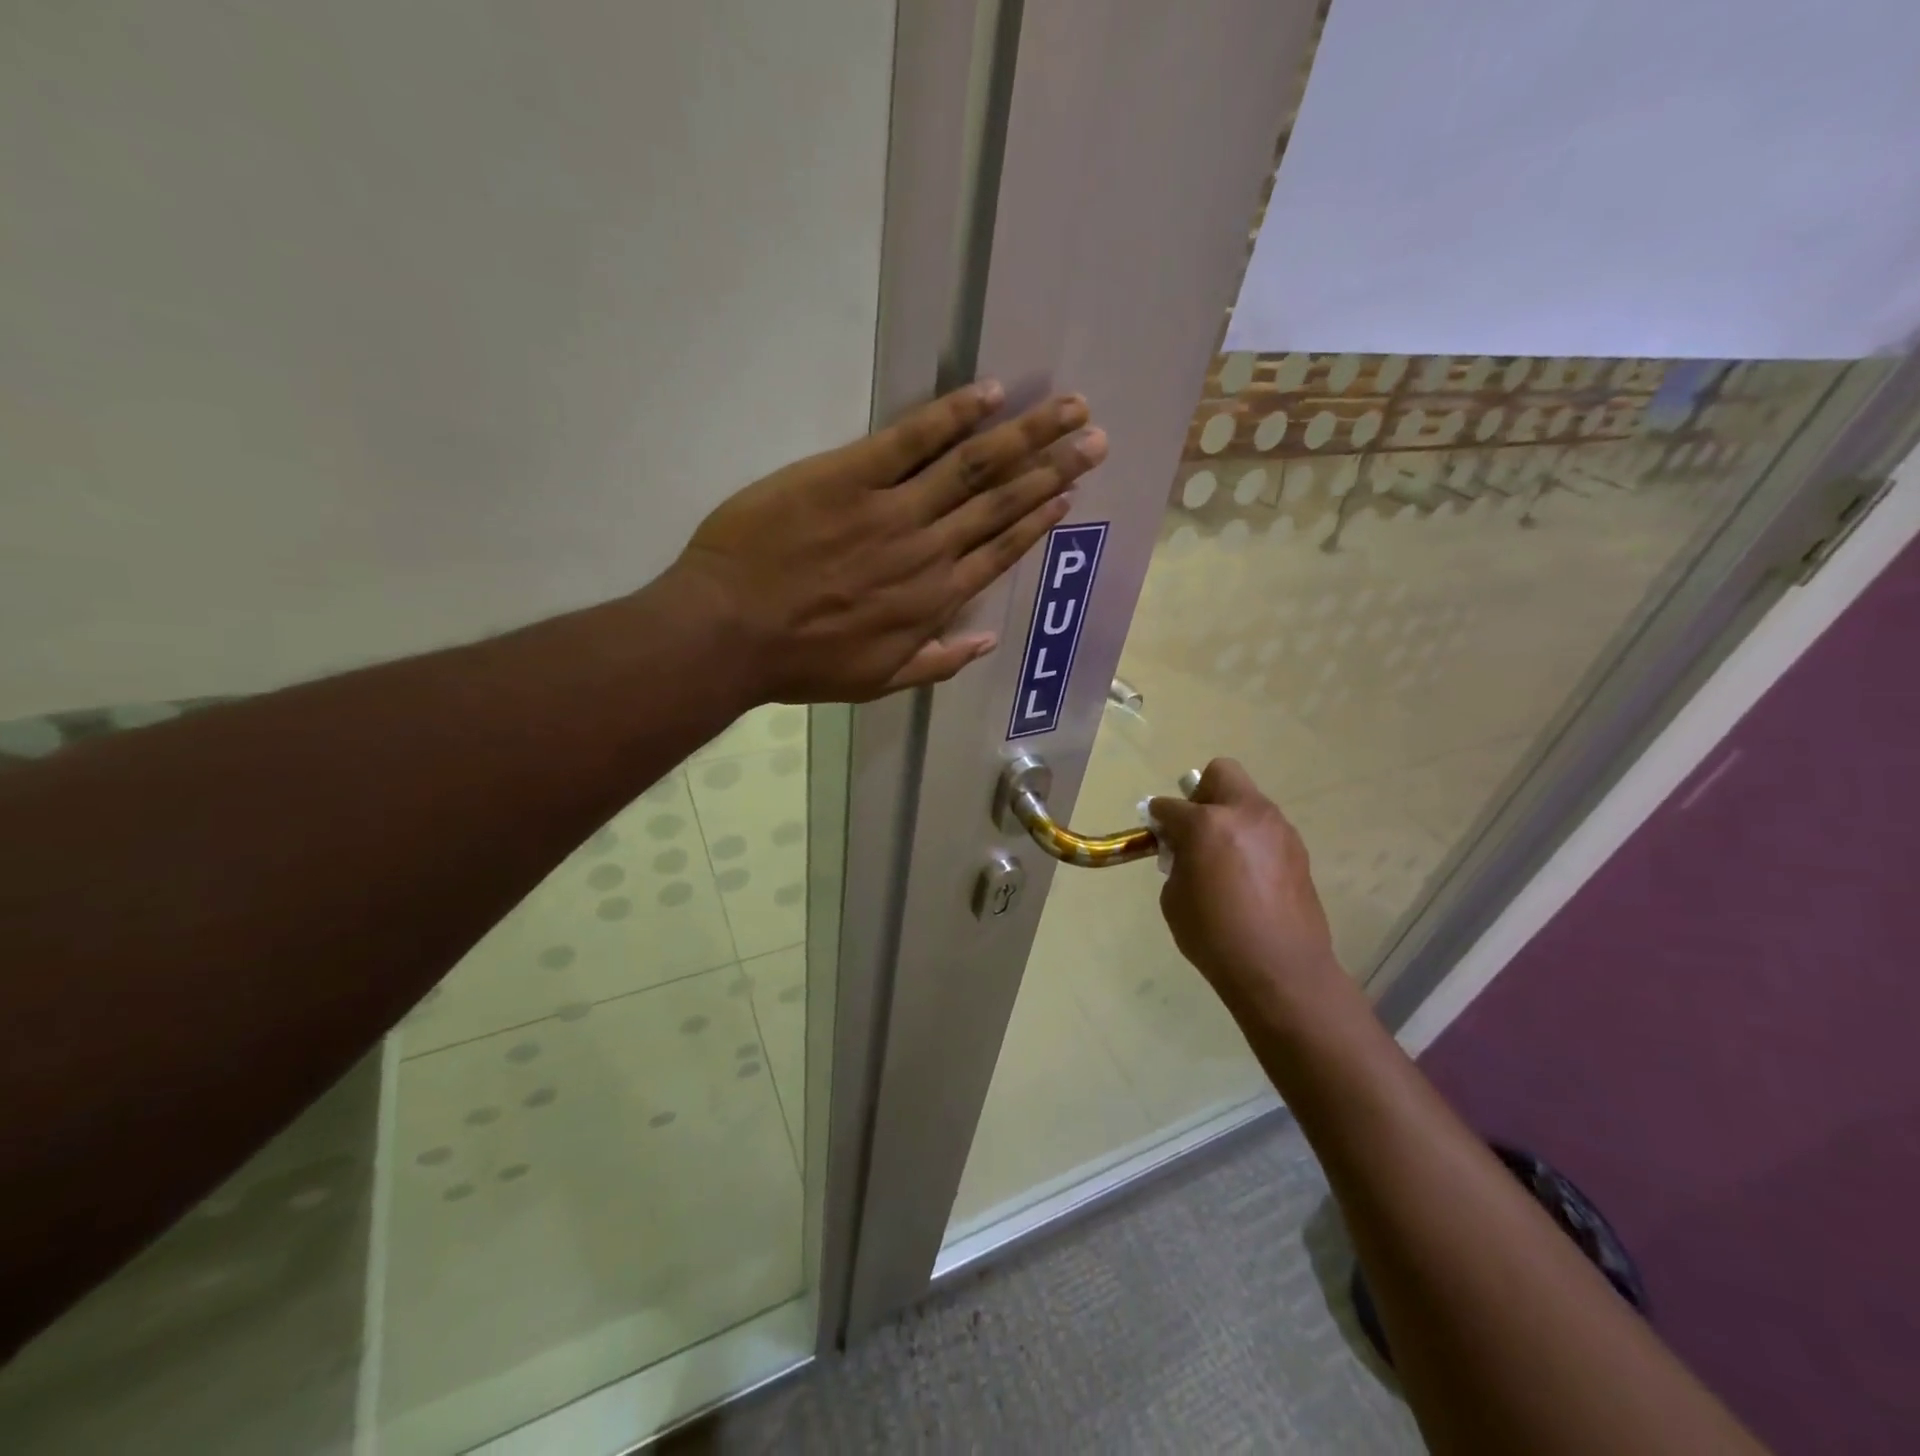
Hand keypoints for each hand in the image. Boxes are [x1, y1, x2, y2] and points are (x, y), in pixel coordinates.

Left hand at [669, 380, 1106, 703]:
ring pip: (972, 466)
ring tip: (1067, 409)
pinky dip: (951, 414)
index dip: (1039, 519)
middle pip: (1001, 501)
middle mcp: (928, 550)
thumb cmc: (802, 662)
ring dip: (1024, 435)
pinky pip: (910, 439)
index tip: (1070, 494)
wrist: (730, 632)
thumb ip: (938, 662)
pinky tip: (989, 393)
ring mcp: (891, 510)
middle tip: (1094, 437)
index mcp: (934, 600)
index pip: (1001, 551)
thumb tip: (988, 641)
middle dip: (1052, 467)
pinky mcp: (848, 475)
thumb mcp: (877, 680)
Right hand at [1149, 759, 1345, 1022]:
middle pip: (1221, 773)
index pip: (1171, 805)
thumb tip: (1184, 850)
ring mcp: (1278, 829)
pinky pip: (1265, 828)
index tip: (1156, 831)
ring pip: (1247, 800)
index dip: (1159, 816)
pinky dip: (1250, 838)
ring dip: (1230, 816)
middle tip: (1195, 828)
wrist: (1281, 970)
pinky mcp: (1297, 850)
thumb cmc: (1215, 936)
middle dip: (1202, 793)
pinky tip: (1246, 875)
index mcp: (1207, 823)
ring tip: (1222, 857)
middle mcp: (1246, 814)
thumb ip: (1177, 861)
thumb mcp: (1174, 898)